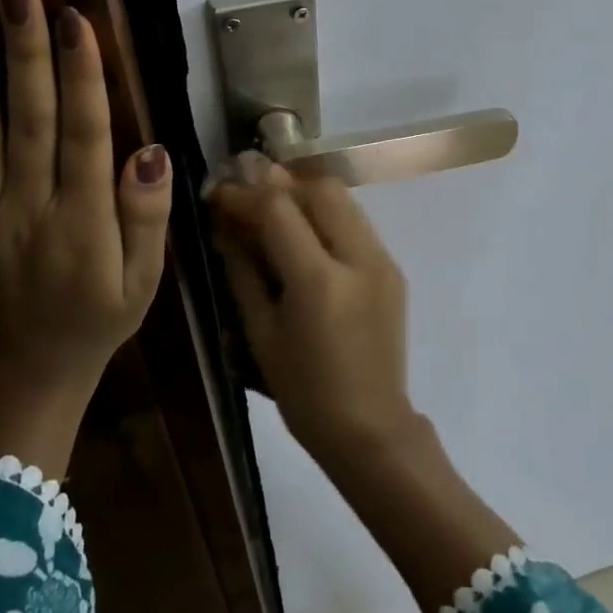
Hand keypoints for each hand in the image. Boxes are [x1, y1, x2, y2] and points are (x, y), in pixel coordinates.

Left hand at [0, 0, 171, 471]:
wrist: (38, 370)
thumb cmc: (103, 315)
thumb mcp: (147, 277)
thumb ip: (148, 215)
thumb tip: (150, 150)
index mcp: (82, 219)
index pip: (83, 133)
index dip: (81, 75)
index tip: (75, 20)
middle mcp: (27, 209)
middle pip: (28, 122)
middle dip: (25, 55)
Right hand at [208, 155, 414, 461]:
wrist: (371, 429)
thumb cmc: (304, 392)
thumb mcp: (261, 334)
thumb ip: (243, 271)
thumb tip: (225, 227)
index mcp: (319, 281)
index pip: (279, 210)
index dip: (243, 195)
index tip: (218, 194)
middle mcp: (359, 259)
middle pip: (321, 189)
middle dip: (280, 184)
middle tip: (249, 196)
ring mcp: (383, 261)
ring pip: (344, 200)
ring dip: (306, 195)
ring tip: (273, 209)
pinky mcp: (394, 269)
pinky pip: (357, 224)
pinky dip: (327, 216)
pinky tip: (305, 236)